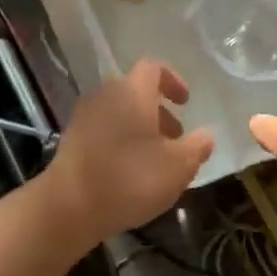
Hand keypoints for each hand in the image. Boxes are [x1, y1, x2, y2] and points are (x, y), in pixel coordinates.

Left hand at [44, 59, 213, 246]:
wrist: (69, 207)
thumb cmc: (130, 178)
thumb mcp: (178, 166)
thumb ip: (197, 147)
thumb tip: (207, 135)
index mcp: (133, 91)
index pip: (153, 68)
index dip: (173, 81)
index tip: (186, 102)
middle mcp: (106, 95)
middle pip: (136, 92)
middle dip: (159, 112)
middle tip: (176, 137)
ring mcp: (85, 117)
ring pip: (120, 112)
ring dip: (141, 128)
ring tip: (155, 159)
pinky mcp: (72, 140)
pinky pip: (104, 130)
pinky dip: (121, 141)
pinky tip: (130, 171)